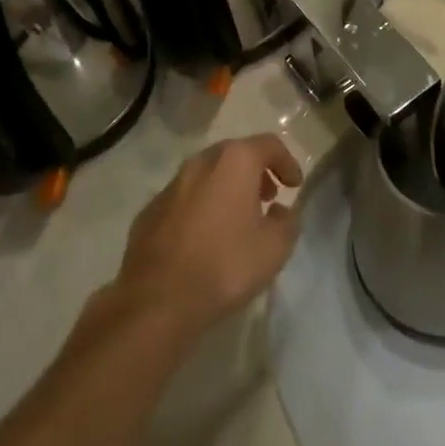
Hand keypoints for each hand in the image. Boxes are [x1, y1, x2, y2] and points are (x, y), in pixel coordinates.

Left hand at [113, 135, 303, 339]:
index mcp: (234, 161)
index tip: (295, 186)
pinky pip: (185, 199)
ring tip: (238, 220)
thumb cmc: (224, 265)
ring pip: (207, 176)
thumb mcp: (275, 248)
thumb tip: (281, 211)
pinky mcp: (149, 211)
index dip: (287, 162)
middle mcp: (201, 162)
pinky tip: (205, 238)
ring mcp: (171, 185)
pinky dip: (201, 207)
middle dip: (256, 173)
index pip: (269, 144)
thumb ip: (287, 222)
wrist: (156, 300)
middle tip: (268, 198)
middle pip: (235, 155)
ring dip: (227, 189)